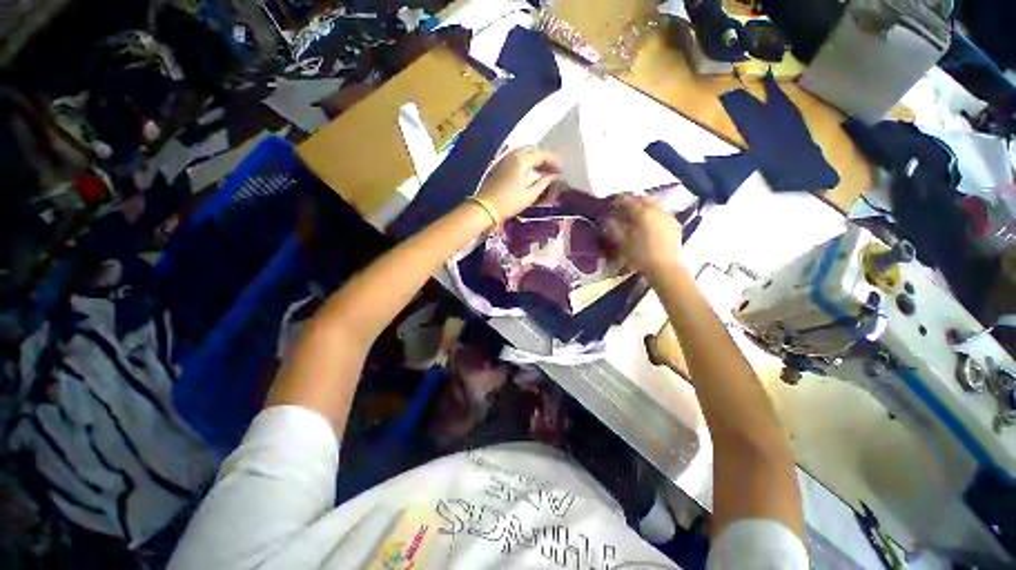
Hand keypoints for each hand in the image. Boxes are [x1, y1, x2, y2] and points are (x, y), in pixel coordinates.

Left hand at [476, 147, 560, 219]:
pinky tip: (530, 172)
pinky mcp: (499, 165)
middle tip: (553, 170)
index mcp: (522, 160)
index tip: (561, 170)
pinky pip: (516, 158)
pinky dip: (526, 162)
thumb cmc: (509, 203)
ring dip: (535, 159)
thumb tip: (552, 176)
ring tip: (543, 172)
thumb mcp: (529, 195)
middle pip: (533, 150)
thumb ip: (543, 183)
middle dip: (545, 158)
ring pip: (524, 153)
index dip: (554, 161)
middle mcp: (513, 155)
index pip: (542, 155)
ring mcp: (505, 159)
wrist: (485, 207)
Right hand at [602, 195, 683, 280]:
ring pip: (654, 206)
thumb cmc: (641, 256)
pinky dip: (653, 216)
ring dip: (644, 208)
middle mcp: (657, 211)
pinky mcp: (675, 226)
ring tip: (636, 217)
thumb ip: (614, 228)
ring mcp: (668, 218)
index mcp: (643, 213)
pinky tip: (649, 225)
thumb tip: (608, 220)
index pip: (628, 202)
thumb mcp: (622, 243)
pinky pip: (662, 215)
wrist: (666, 269)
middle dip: (633, 201)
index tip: (611, 205)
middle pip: (644, 199)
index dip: (618, 202)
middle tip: (624, 208)